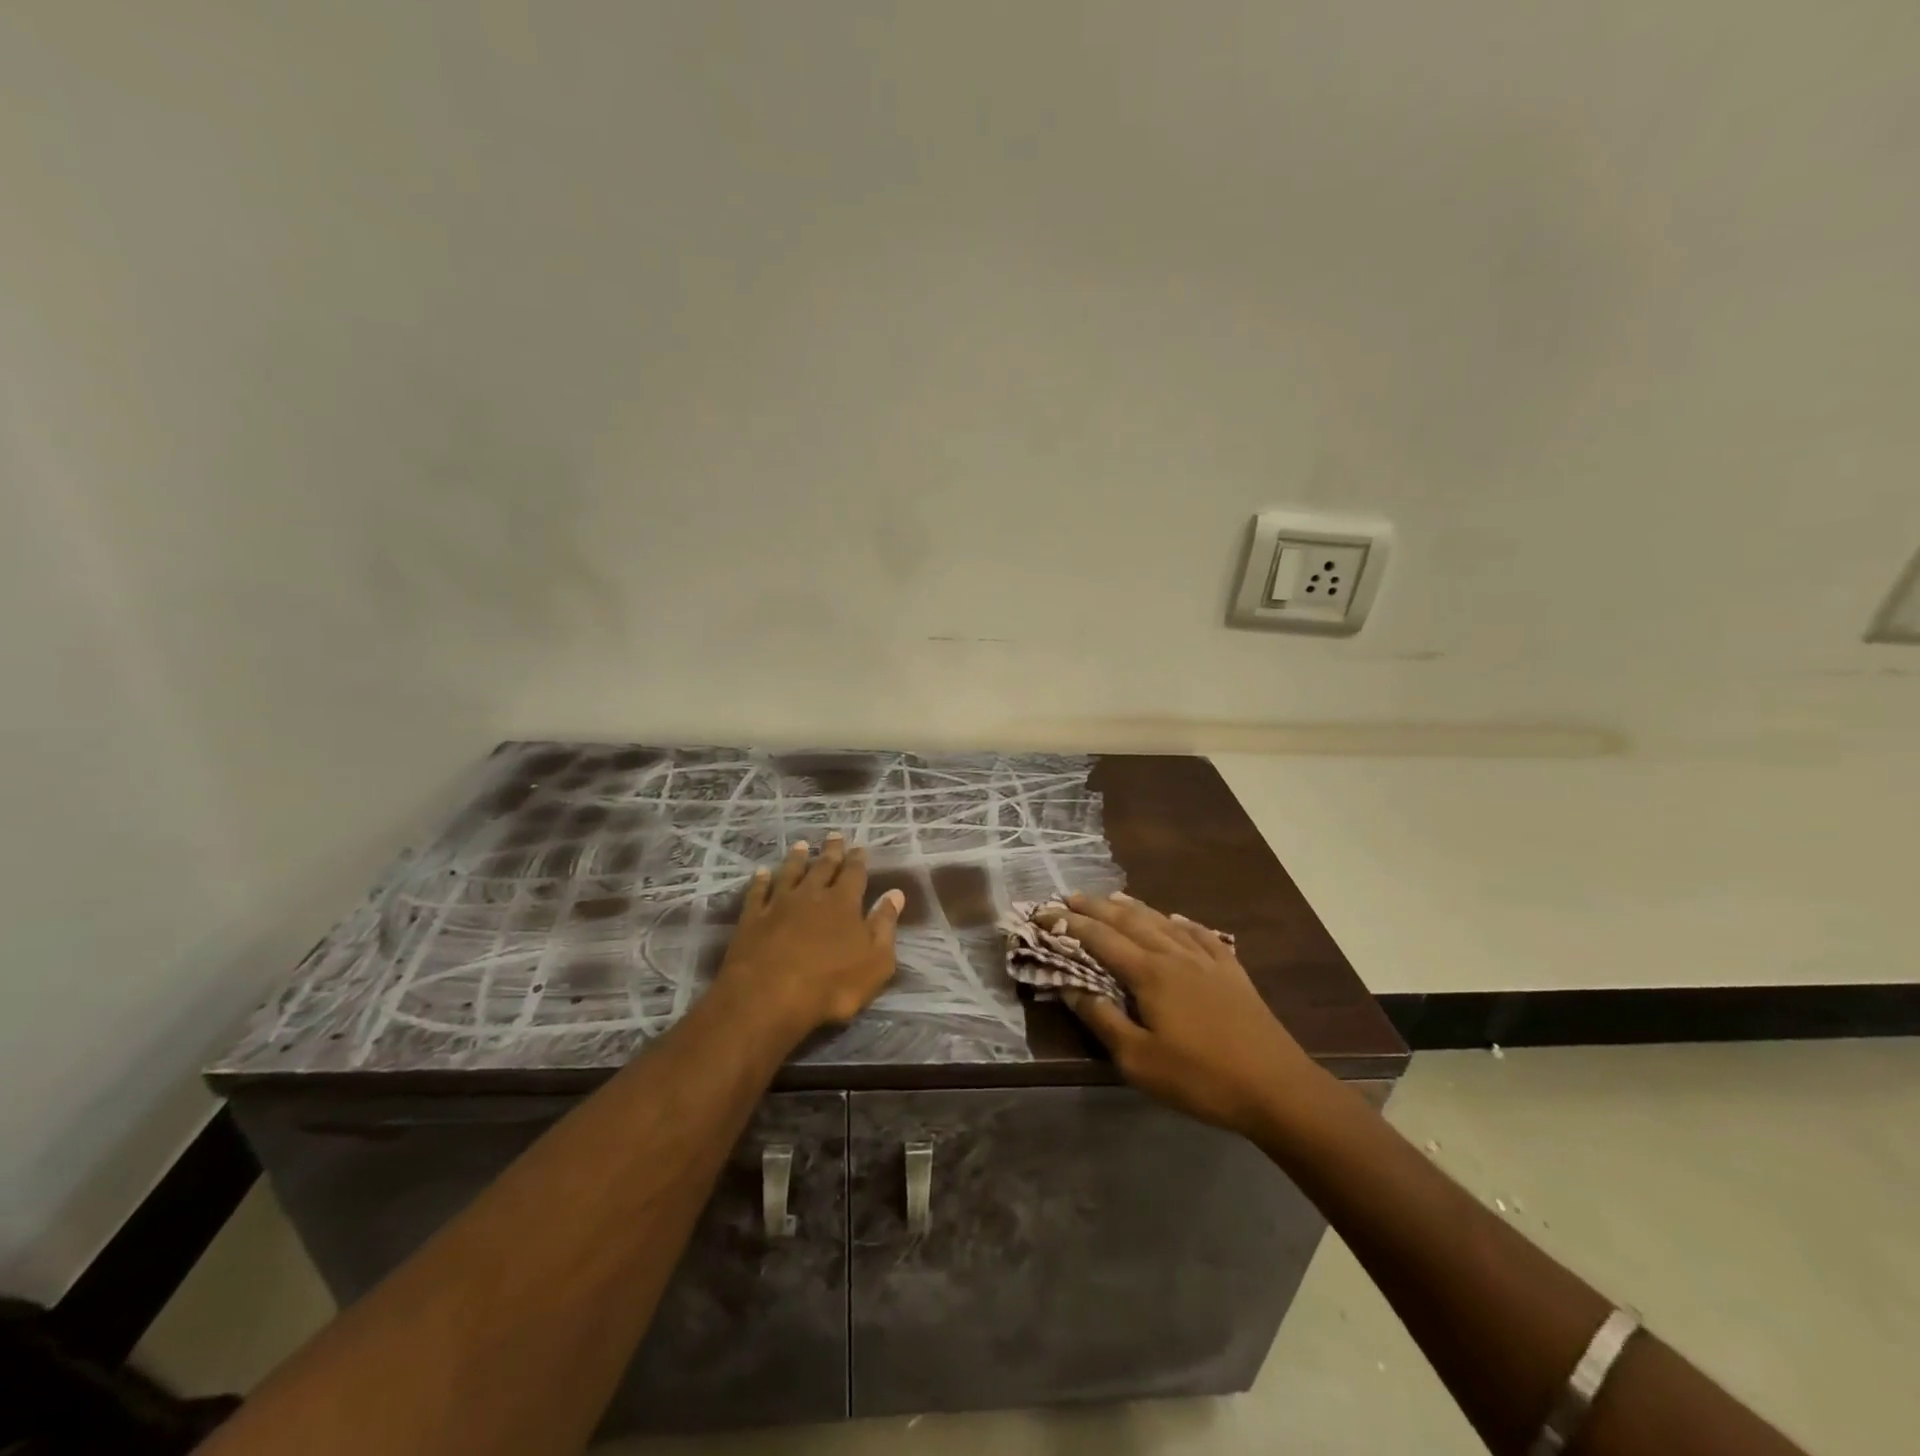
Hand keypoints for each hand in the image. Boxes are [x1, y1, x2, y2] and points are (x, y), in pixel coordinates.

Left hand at [716, 833, 905, 1034]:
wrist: (769, 997)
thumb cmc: (832, 984)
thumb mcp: (875, 961)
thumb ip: (885, 925)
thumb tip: (896, 894)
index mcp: (844, 904)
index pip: (854, 874)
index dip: (857, 860)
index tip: (859, 847)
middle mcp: (812, 895)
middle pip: (823, 867)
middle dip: (831, 851)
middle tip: (833, 835)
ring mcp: (779, 905)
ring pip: (790, 873)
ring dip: (796, 858)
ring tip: (801, 845)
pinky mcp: (752, 919)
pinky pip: (758, 893)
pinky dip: (761, 880)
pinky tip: (762, 872)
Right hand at [1050, 892, 1312, 1138]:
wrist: (1277, 1088)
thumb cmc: (1201, 1078)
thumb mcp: (1139, 1060)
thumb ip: (1102, 1019)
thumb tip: (1069, 986)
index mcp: (1149, 973)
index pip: (1100, 939)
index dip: (1069, 925)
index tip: (1043, 914)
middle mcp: (1175, 955)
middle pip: (1129, 921)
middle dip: (1096, 908)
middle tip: (1070, 897)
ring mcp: (1207, 960)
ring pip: (1163, 922)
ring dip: (1134, 908)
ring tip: (1114, 898)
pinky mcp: (1232, 972)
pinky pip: (1201, 935)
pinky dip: (1182, 922)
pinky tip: (1177, 918)